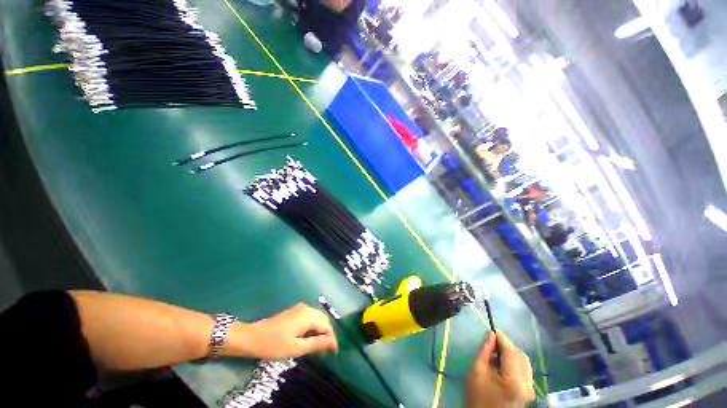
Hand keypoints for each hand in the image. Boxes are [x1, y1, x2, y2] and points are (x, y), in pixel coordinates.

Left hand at [227, 303, 338, 358]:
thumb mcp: (296, 348)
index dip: (332, 339)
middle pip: (323, 320)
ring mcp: (300, 308)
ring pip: (317, 318)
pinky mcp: (295, 312)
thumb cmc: (274, 344)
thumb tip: (332, 342)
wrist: (252, 337)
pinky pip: (310, 317)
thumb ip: (316, 343)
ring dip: (320, 331)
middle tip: (326, 351)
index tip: (334, 353)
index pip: (327, 325)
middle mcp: (306, 308)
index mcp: (308, 315)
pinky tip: (309, 338)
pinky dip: (313, 327)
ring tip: (319, 347)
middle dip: (327, 334)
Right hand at [466, 332, 534, 407]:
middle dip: (506, 346)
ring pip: (523, 362)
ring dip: (510, 354)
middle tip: (490, 344)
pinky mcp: (528, 392)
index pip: (511, 351)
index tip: (491, 330)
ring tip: (494, 355)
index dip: (501, 338)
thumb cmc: (478, 395)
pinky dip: (513, 363)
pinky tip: (501, 366)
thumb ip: (485, 350)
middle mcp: (528, 385)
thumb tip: (491, 334)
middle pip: (520, 356)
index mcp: (515, 380)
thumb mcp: (477, 370)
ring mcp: (530, 390)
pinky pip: (523, 370)